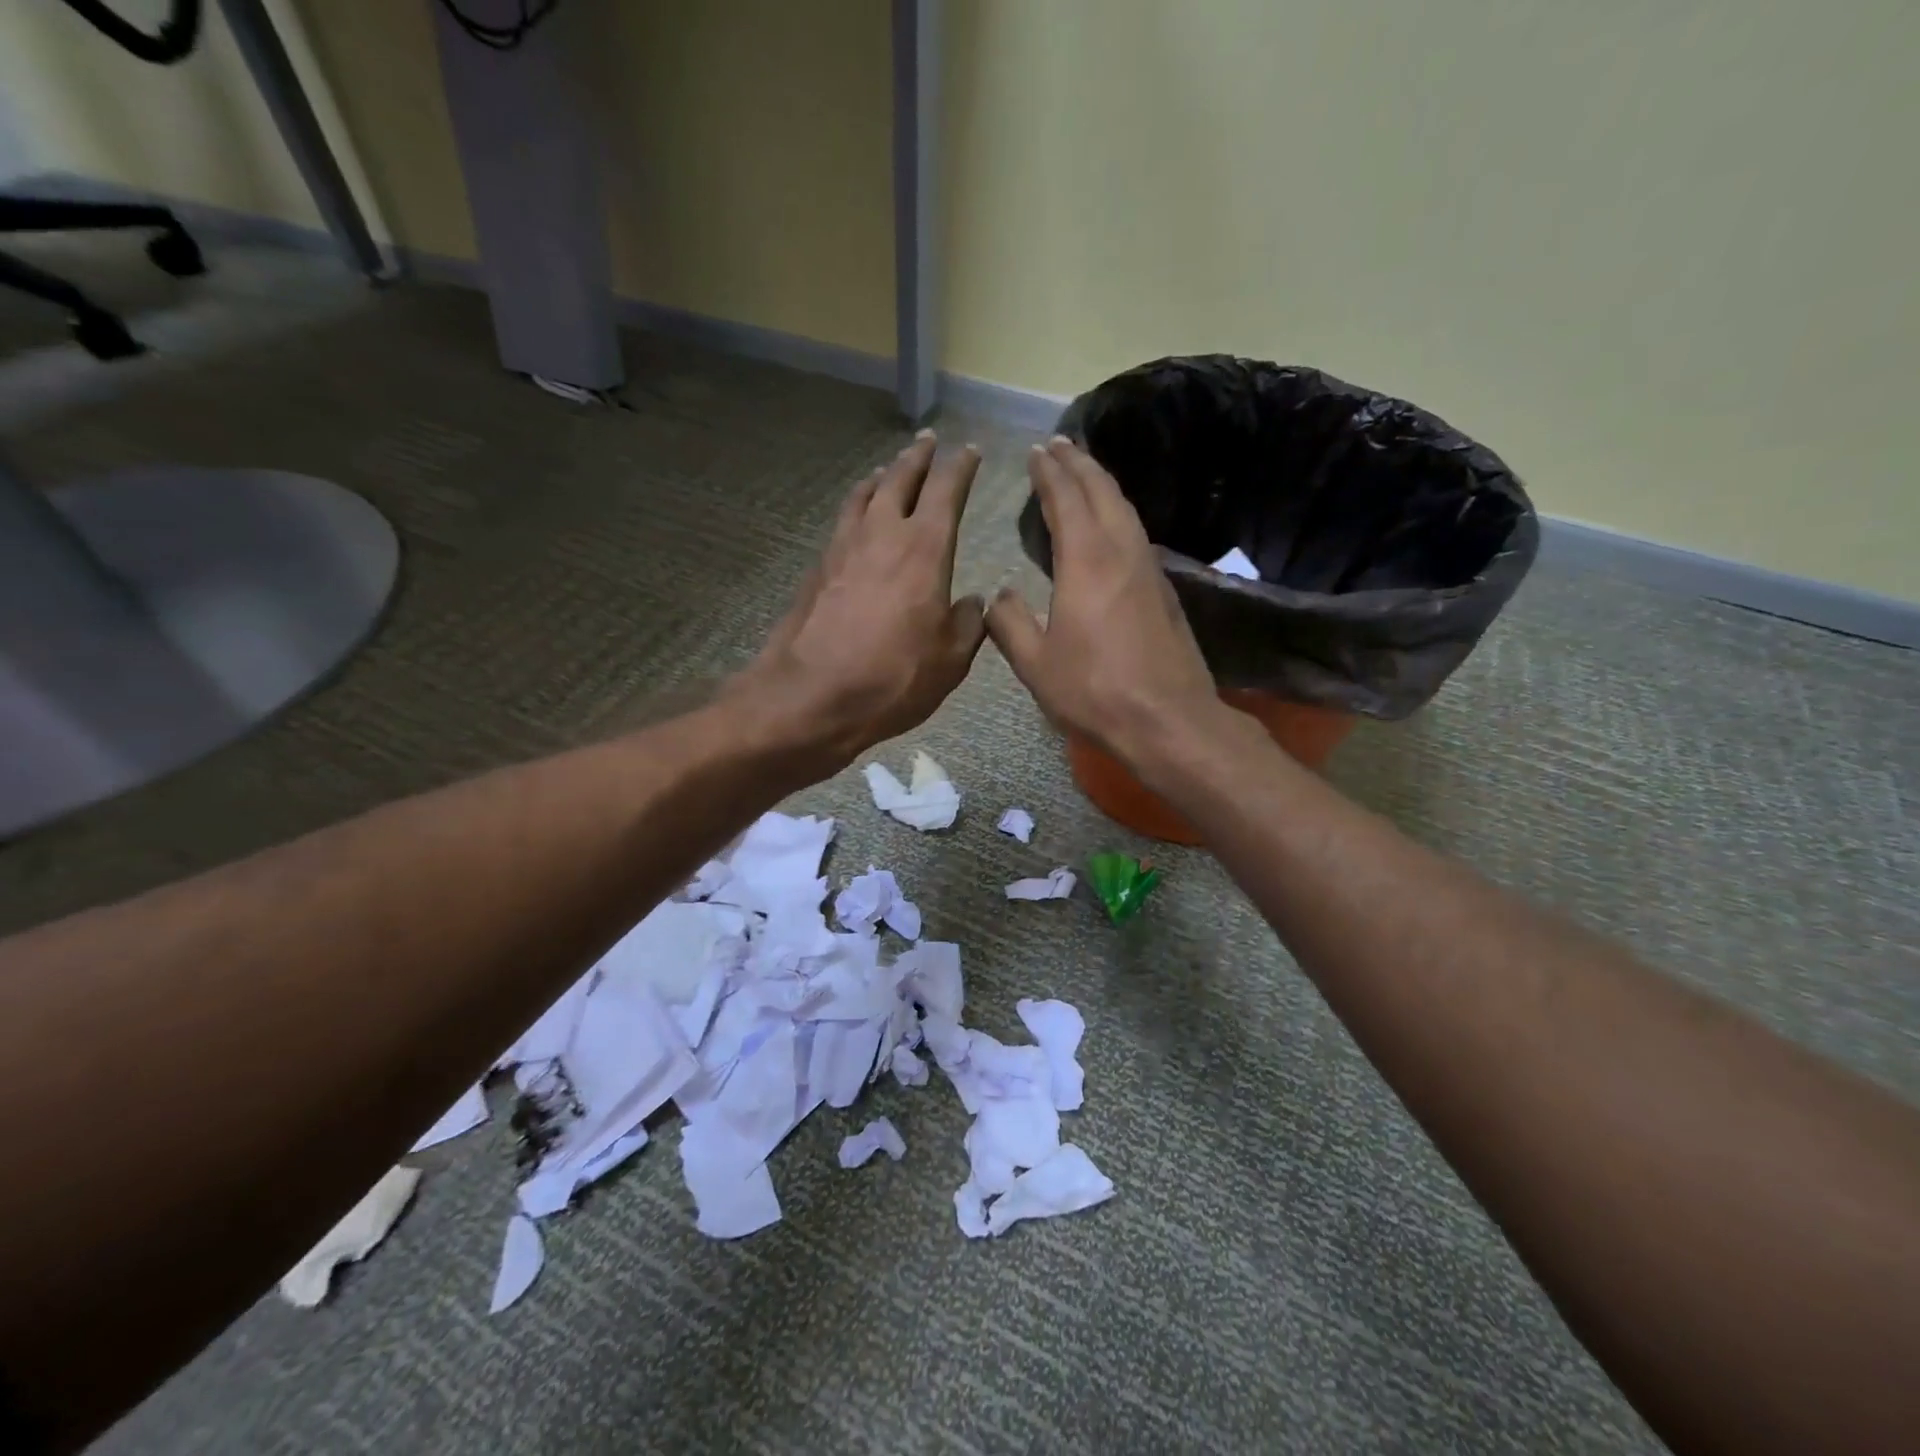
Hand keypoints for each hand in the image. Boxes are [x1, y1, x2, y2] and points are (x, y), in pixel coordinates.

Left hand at [731, 432, 986, 769]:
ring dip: (881, 478)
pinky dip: (857, 508)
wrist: (811, 697)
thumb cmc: (893, 678)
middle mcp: (881, 534)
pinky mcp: (817, 569)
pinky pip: (843, 522)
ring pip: (864, 495)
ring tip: (889, 471)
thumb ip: (968, 624)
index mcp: (924, 548)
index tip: (968, 451)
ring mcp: (843, 548)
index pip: (946, 490)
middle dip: (917, 458)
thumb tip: (972, 602)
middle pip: (899, 479)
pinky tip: (857, 520)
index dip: (960, 467)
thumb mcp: (951, 660)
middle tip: (927, 442)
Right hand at [987, 437, 1219, 765]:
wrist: (1168, 720)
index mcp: (1086, 561)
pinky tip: (1110, 524)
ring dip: (1102, 483)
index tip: (1036, 452)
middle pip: (1102, 491)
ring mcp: (1149, 569)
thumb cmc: (1095, 692)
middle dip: (1079, 463)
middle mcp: (1121, 552)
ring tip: (1084, 471)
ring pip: (1125, 508)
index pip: (1066, 499)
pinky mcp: (1164, 590)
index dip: (1049, 473)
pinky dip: (1117, 512)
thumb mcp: (1036, 664)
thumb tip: (998, 596)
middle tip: (1059, 444)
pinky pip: (1136, 532)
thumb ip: (1010, 624)